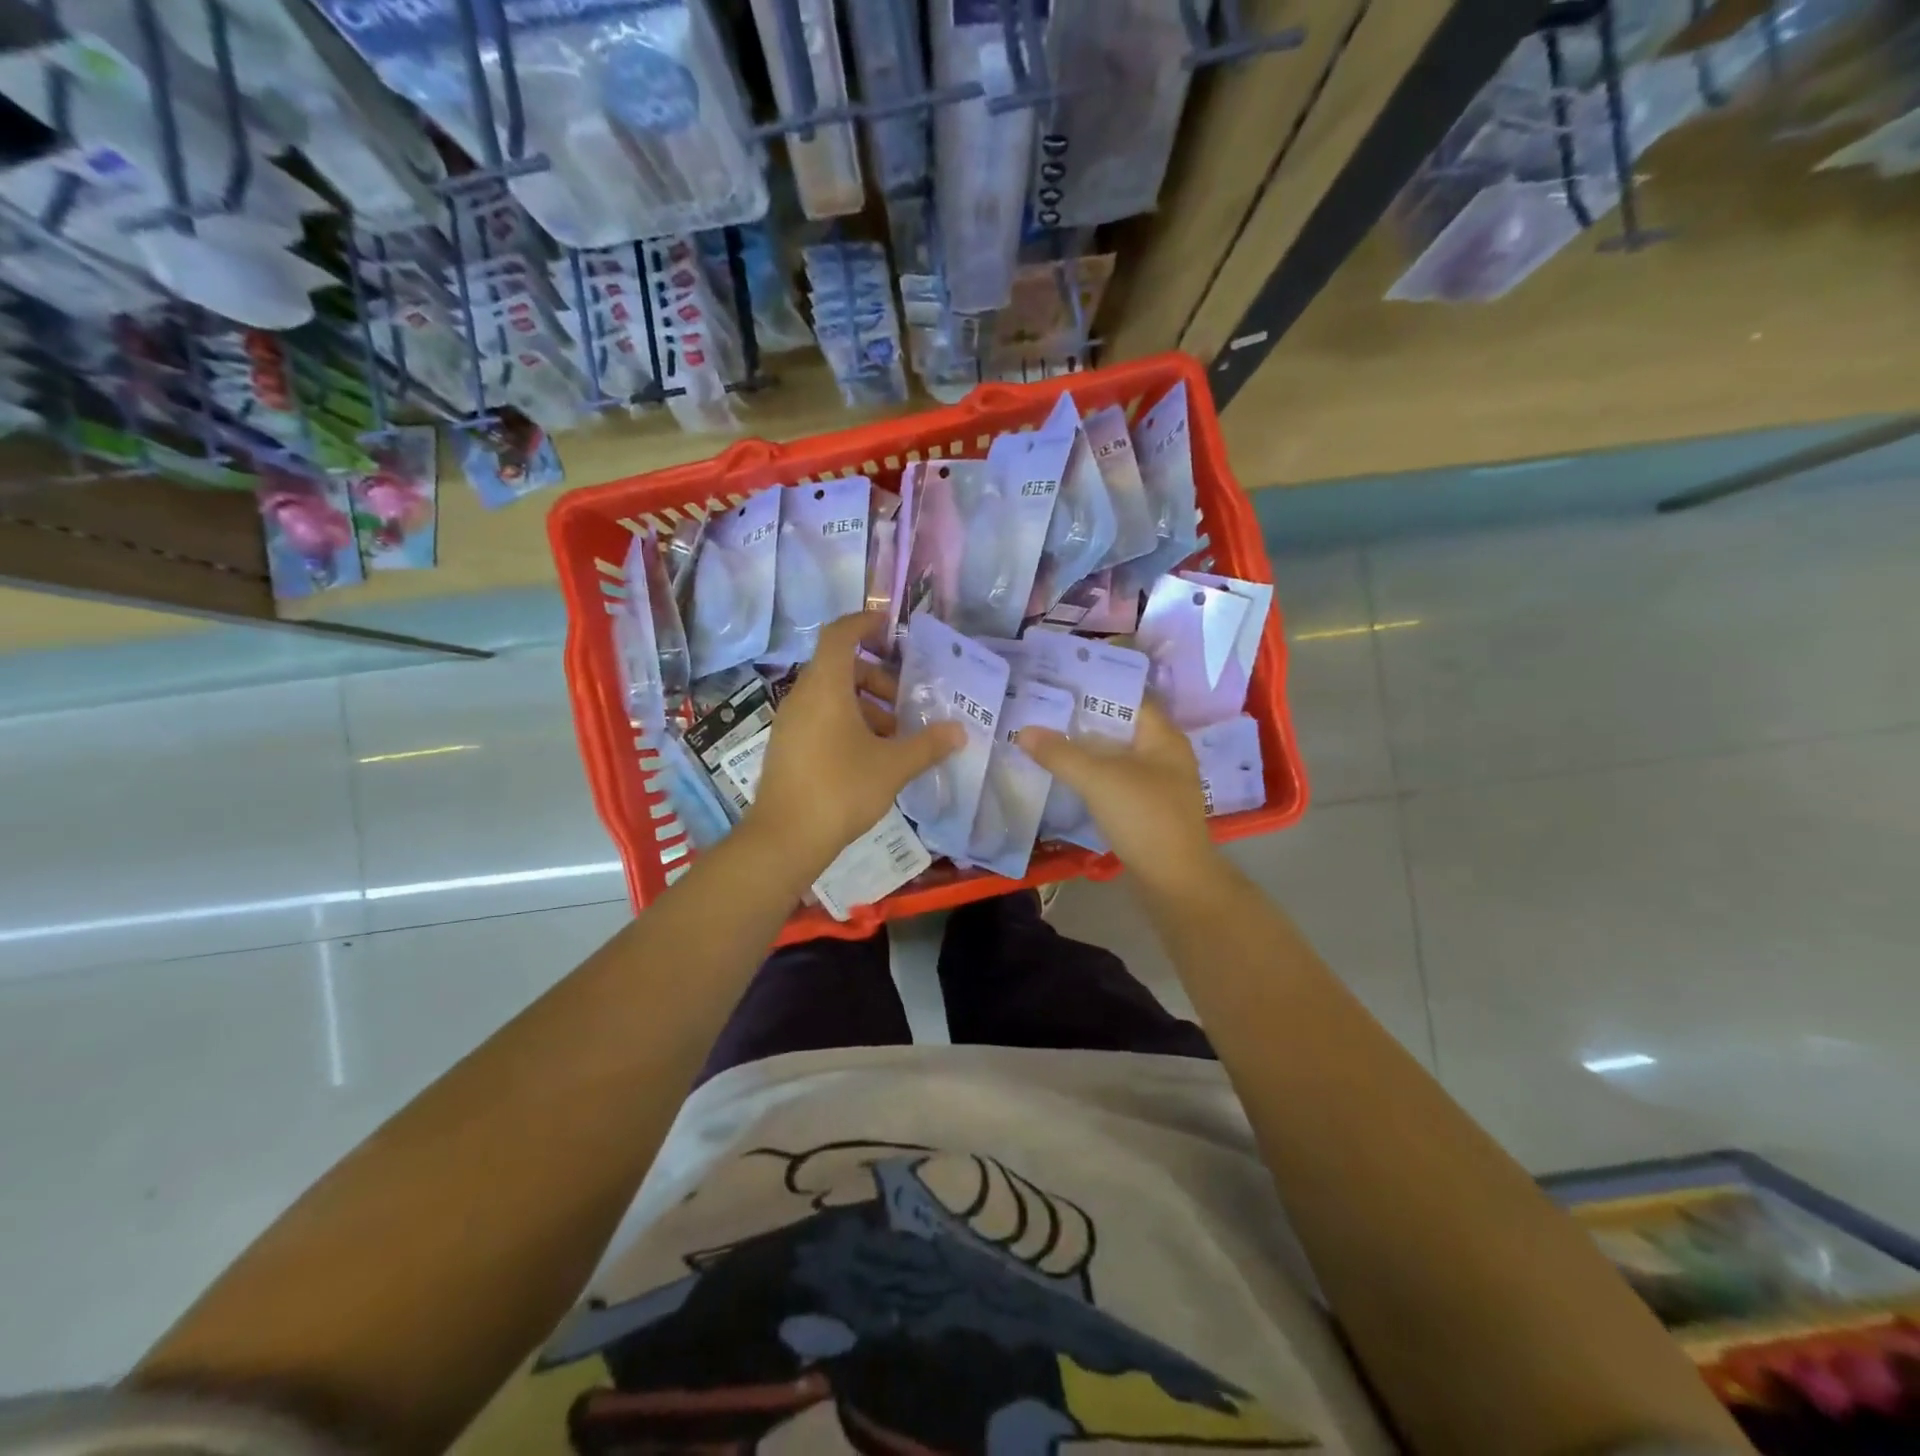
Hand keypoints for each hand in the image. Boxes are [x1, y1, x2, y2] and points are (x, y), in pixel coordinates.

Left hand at [745, 612, 963, 880]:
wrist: (785, 838)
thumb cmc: (841, 789)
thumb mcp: (893, 766)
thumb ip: (928, 745)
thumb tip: (959, 732)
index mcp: (826, 686)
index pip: (840, 634)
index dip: (865, 623)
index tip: (891, 629)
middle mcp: (803, 696)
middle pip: (840, 667)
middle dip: (877, 677)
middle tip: (906, 700)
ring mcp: (791, 722)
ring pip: (831, 696)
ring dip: (865, 705)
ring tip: (895, 735)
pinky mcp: (787, 746)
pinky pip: (820, 718)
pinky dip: (848, 723)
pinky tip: (872, 756)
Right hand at [1020, 700, 1220, 894]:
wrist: (1175, 881)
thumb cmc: (1144, 817)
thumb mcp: (1098, 780)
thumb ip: (1060, 754)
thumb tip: (1024, 730)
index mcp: (1163, 737)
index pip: (1129, 698)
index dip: (1095, 688)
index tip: (1059, 685)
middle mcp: (1165, 755)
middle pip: (1120, 727)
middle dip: (1083, 720)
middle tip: (1044, 712)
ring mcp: (1158, 784)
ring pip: (1117, 756)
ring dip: (1086, 750)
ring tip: (1047, 740)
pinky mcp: (1148, 809)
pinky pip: (1116, 781)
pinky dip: (1093, 776)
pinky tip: (1066, 777)